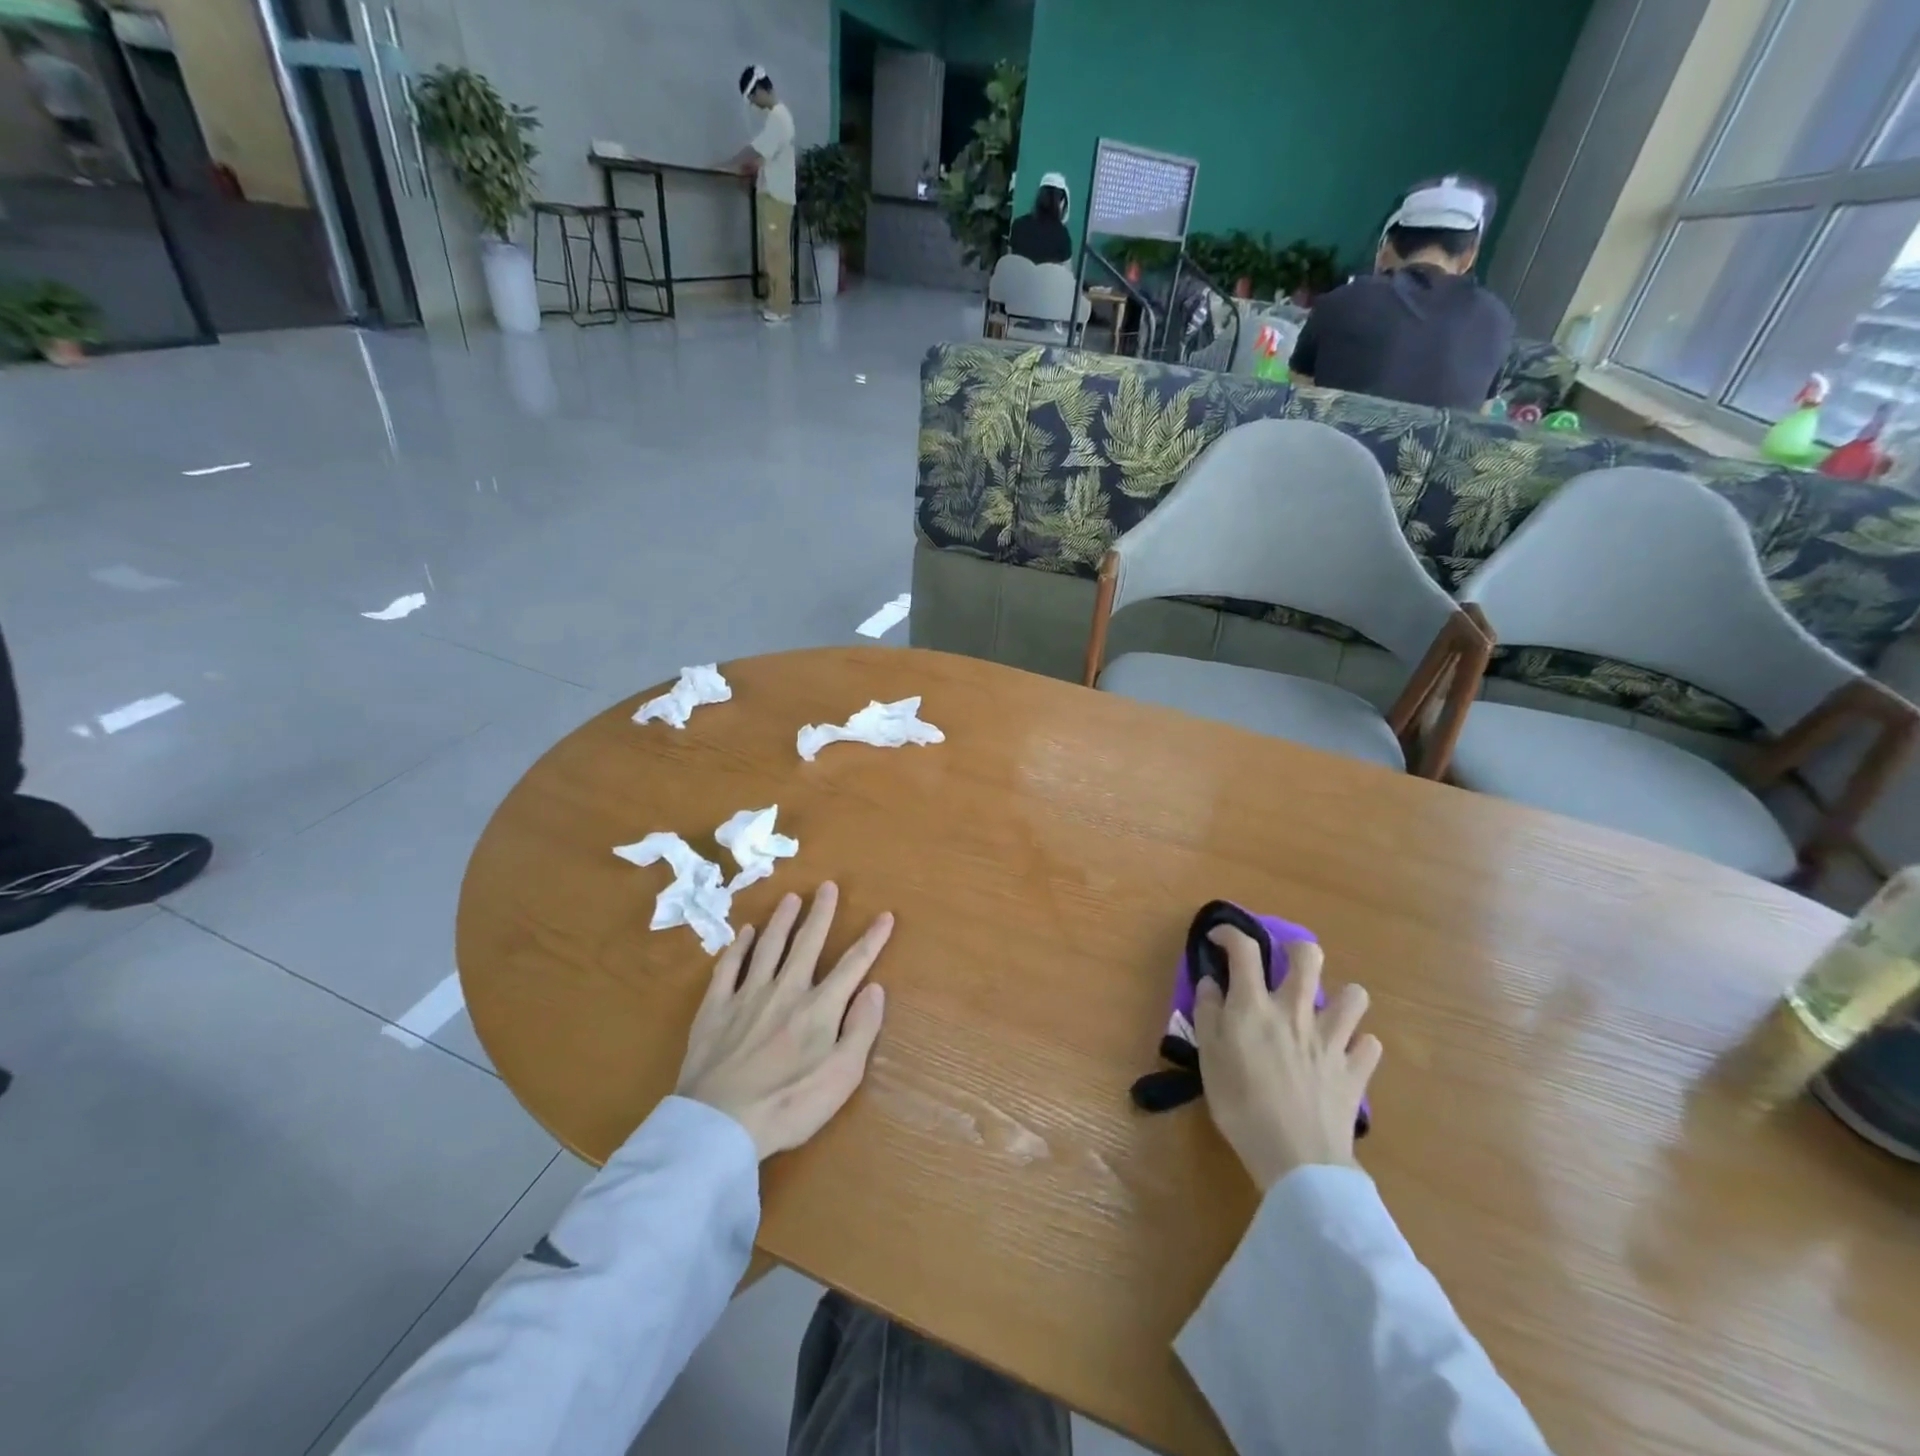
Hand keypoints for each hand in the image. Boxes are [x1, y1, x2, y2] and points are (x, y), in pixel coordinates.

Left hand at [675, 883, 890, 1160]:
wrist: (720, 1123)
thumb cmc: (789, 1105)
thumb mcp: (842, 1077)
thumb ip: (861, 1029)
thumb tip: (875, 988)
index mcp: (819, 1008)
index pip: (853, 965)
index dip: (872, 939)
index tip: (885, 915)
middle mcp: (786, 990)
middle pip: (807, 943)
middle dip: (821, 913)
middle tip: (827, 886)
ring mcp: (747, 995)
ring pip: (769, 946)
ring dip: (782, 920)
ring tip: (791, 898)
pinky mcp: (716, 1008)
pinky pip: (729, 967)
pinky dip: (739, 947)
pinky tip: (745, 933)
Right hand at [1193, 928, 1380, 1191]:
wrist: (1296, 1158)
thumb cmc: (1241, 1105)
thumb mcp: (1208, 1057)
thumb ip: (1207, 1013)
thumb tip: (1211, 982)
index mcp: (1255, 1005)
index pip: (1244, 949)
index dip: (1231, 934)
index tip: (1220, 939)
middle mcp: (1296, 1010)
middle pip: (1308, 957)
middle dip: (1296, 950)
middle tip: (1284, 964)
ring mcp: (1332, 1040)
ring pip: (1354, 996)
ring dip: (1341, 997)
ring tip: (1325, 1010)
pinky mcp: (1356, 1070)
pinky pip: (1370, 1046)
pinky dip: (1359, 1046)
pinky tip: (1346, 1055)